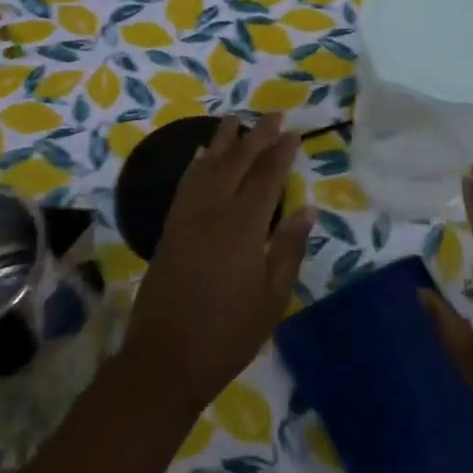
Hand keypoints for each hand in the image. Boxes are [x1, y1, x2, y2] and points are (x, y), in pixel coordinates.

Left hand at [121, 115, 316, 418]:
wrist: (165, 358)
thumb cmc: (228, 333)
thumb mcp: (272, 297)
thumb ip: (288, 248)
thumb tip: (307, 209)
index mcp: (244, 225)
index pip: (267, 177)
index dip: (281, 153)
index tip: (293, 132)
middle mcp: (214, 210)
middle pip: (238, 162)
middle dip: (257, 136)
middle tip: (273, 114)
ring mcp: (188, 217)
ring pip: (208, 166)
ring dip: (223, 141)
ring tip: (235, 120)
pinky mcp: (170, 228)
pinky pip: (185, 184)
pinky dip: (195, 164)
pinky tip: (201, 155)